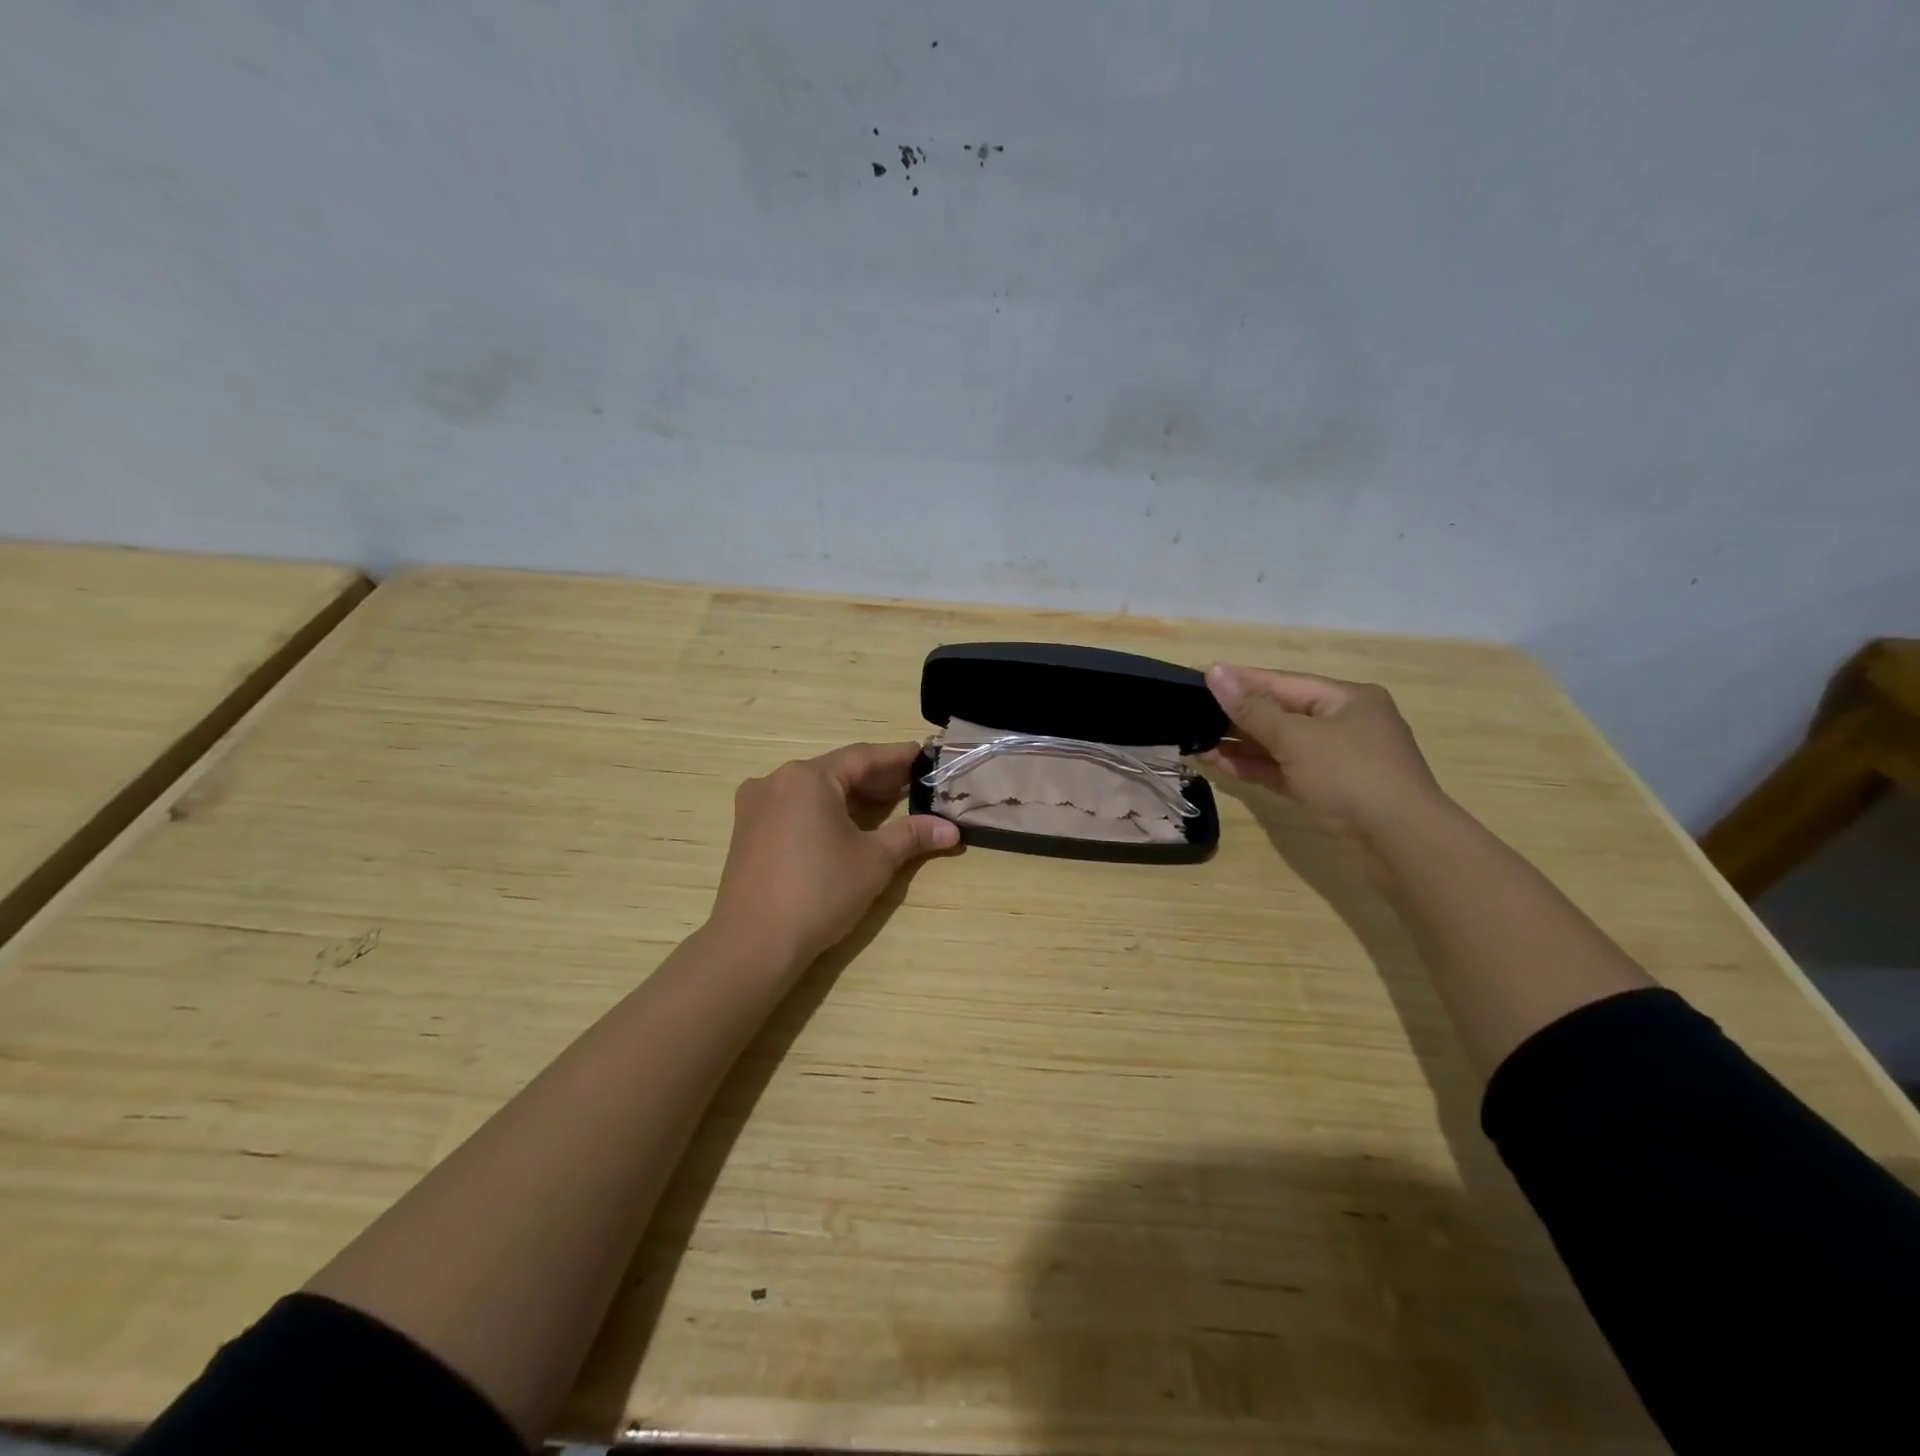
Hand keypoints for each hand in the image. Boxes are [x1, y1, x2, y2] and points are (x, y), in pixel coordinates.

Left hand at [708, 741, 958, 974]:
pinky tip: (844, 825)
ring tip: (885, 805)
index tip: (923, 754)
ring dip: (849, 794)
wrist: (753, 942)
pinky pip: (793, 806)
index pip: (862, 757)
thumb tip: (951, 830)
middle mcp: (777, 780)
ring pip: (813, 789)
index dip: (896, 757)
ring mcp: (756, 804)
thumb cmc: (819, 892)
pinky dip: (823, 809)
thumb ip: (911, 836)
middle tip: (911, 784)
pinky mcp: (747, 829)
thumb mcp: (874, 861)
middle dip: (875, 778)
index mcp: (808, 778)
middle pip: (836, 770)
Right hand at [1202, 665, 1446, 841]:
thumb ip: (1252, 708)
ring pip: (1281, 745)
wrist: (1402, 841)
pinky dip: (1256, 767)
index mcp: (1346, 699)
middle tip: (1191, 713)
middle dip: (1237, 716)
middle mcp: (1345, 723)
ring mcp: (1339, 760)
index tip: (1199, 676)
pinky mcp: (1330, 790)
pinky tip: (1221, 764)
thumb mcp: (1297, 738)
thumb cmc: (1351, 775)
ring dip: (1241, 745)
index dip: (1240, 680)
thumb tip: (1215, 671)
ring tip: (1197, 742)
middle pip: (1281, 713)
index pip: (1282, 682)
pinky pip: (1286, 770)